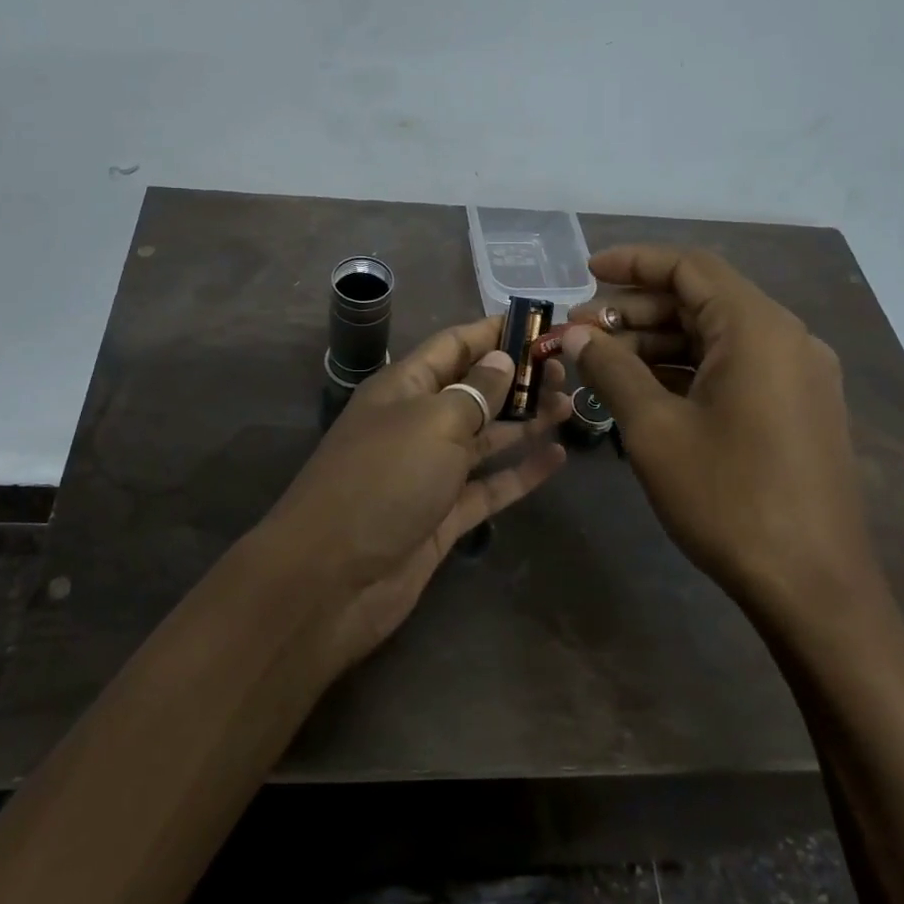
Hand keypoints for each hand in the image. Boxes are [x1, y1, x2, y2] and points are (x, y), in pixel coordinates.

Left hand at [260, 316, 569, 670]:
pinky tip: (557, 457)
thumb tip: (500, 359)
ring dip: (525, 421)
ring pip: (485, 437)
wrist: (333, 579)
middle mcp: (417, 423)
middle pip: (474, 390)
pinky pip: (489, 486)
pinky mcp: (444, 515)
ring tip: (571, 404)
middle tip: (568, 371)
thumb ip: (474, 391)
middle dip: (517, 378)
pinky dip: (520, 472)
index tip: (541, 324)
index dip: (494, 332)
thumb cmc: (383, 480)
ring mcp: (430, 471)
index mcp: (403, 387)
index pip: (454, 345)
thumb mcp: (432, 422)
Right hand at [559, 245, 882, 634]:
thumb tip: (575, 334)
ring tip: (602, 364)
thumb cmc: (728, 498)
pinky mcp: (798, 408)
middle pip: (701, 301)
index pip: (689, 268)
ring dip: (658, 343)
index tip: (584, 273)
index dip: (632, 263)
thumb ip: (611, 369)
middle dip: (636, 311)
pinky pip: (734, 368)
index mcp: (757, 329)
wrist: (813, 588)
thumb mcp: (655, 429)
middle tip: (581, 333)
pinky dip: (687, 370)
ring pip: (715, 337)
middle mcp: (786, 339)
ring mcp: (798, 375)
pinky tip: (645, 392)